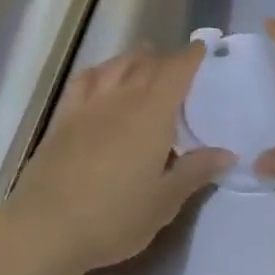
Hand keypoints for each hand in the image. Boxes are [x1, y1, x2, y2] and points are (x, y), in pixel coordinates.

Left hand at [3, 45, 233, 274]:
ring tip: (145, 59)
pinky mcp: (64, 116)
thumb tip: (228, 152)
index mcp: (153, 112)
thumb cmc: (114, 216)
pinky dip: (100, 70)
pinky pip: (85, 79)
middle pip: (148, 63)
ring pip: (117, 65)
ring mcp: (90, 103)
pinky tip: (102, 75)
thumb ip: (195, 172)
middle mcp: (123, 97)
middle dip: (166, 59)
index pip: (176, 71)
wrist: (46, 226)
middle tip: (178, 64)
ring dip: (135, 58)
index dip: (191, 56)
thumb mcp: (164, 202)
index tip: (202, 48)